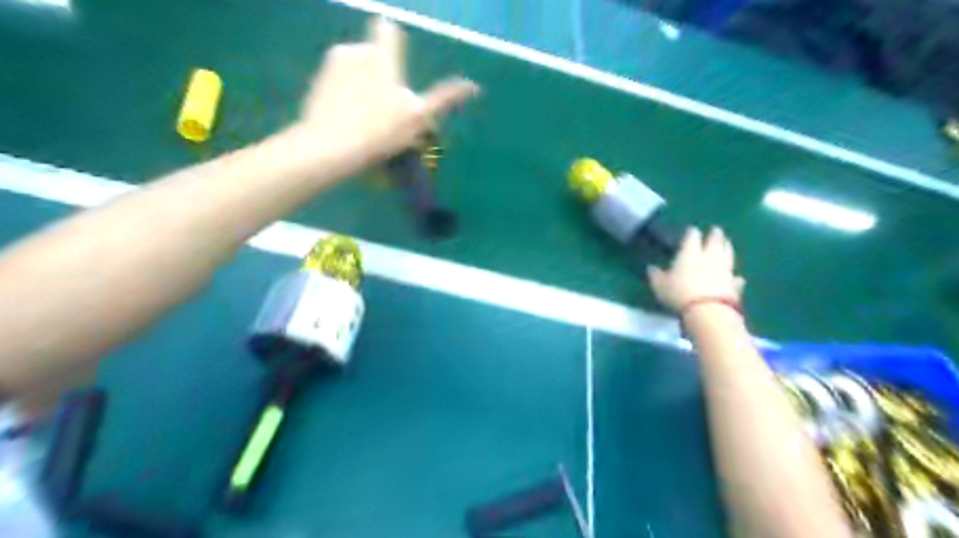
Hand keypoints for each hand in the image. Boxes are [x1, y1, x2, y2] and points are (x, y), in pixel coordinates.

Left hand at [284, 18, 480, 166]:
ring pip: (356, 68)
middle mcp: (354, 51)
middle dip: (382, 73)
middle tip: (388, 109)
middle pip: (375, 55)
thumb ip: (444, 98)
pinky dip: (346, 94)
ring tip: (368, 119)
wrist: (327, 148)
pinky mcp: (316, 82)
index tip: (398, 61)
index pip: (387, 30)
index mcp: (381, 57)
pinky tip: (349, 119)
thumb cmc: (377, 132)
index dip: (394, 39)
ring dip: (365, 83)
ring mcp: (331, 66)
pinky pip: (339, 81)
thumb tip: (472, 86)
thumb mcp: (417, 119)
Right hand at [644, 227, 749, 312]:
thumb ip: (656, 275)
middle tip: (716, 230)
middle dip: (715, 235)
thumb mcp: (660, 285)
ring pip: (728, 254)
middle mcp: (709, 257)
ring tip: (727, 243)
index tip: (691, 230)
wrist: (707, 311)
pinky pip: (735, 278)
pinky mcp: (734, 285)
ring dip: (727, 248)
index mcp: (689, 253)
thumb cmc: (679, 294)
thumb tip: (651, 267)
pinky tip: (737, 276)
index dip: (691, 233)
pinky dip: (735, 276)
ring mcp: (724, 270)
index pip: (692, 237)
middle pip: (715, 241)